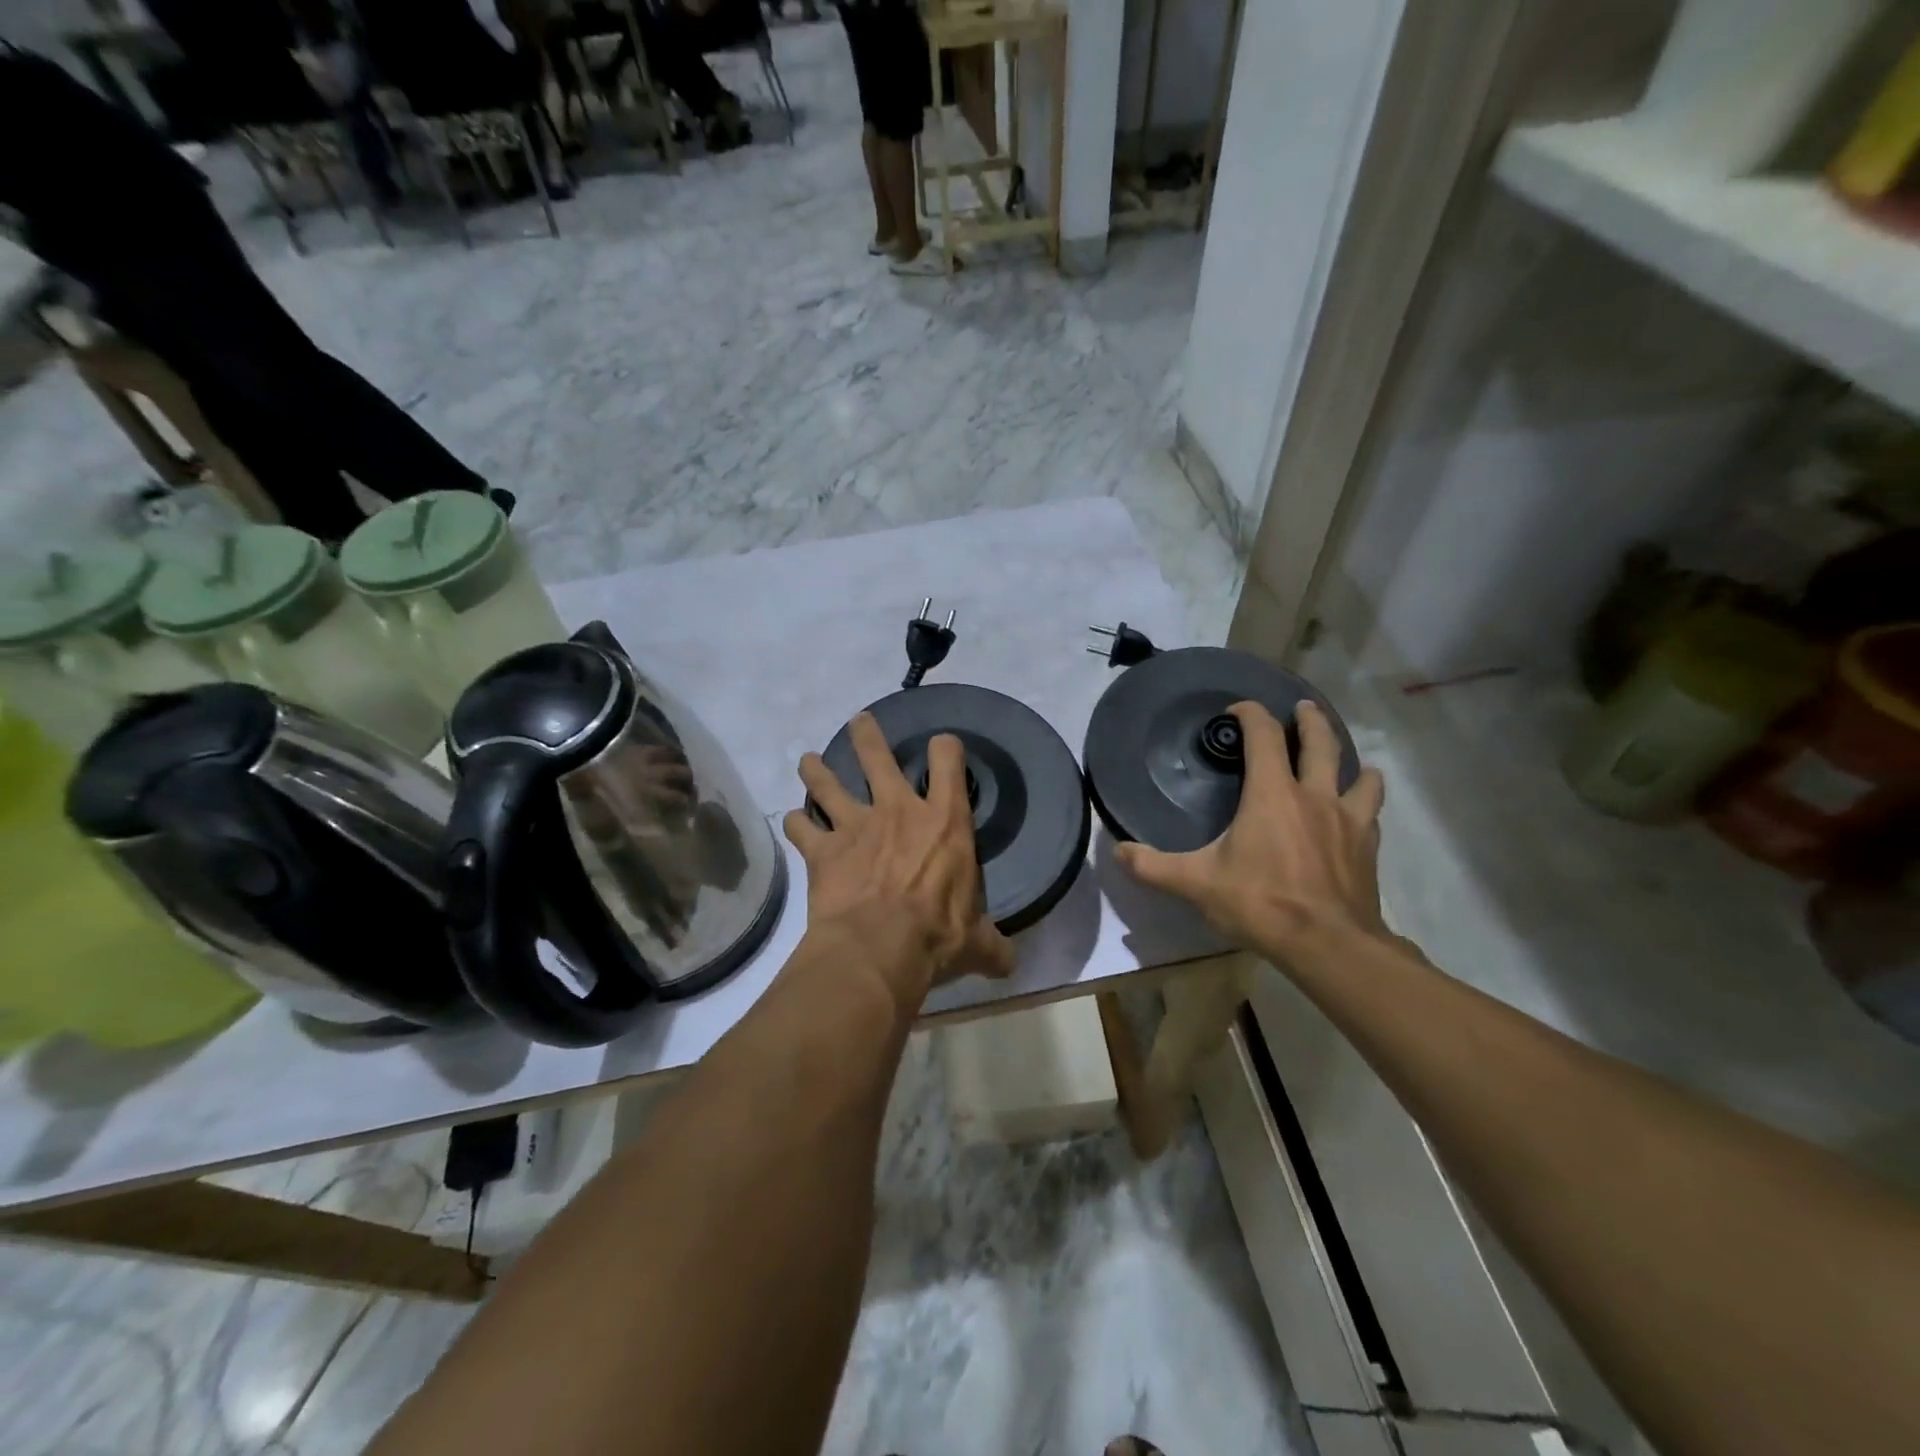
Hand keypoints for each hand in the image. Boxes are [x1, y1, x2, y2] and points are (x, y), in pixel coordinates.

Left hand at [783, 713, 1015, 1010]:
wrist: (880, 948)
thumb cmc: (938, 935)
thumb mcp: (978, 941)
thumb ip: (993, 945)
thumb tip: (1010, 963)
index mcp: (944, 821)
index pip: (948, 760)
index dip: (945, 747)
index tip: (942, 747)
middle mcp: (897, 811)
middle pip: (878, 756)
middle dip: (867, 735)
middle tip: (859, 722)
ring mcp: (856, 826)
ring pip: (829, 783)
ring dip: (817, 770)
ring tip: (808, 760)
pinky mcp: (823, 851)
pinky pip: (803, 828)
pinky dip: (797, 823)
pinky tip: (794, 822)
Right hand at [1116, 700, 1386, 960]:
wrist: (1328, 944)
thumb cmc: (1260, 904)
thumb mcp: (1197, 884)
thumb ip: (1153, 867)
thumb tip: (1116, 852)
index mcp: (1272, 794)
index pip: (1264, 737)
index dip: (1251, 714)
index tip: (1238, 710)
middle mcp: (1314, 796)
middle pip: (1320, 743)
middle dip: (1309, 720)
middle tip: (1301, 709)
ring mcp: (1348, 821)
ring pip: (1360, 775)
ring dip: (1349, 761)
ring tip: (1343, 762)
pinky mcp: (1367, 847)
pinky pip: (1370, 813)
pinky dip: (1363, 804)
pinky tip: (1356, 814)